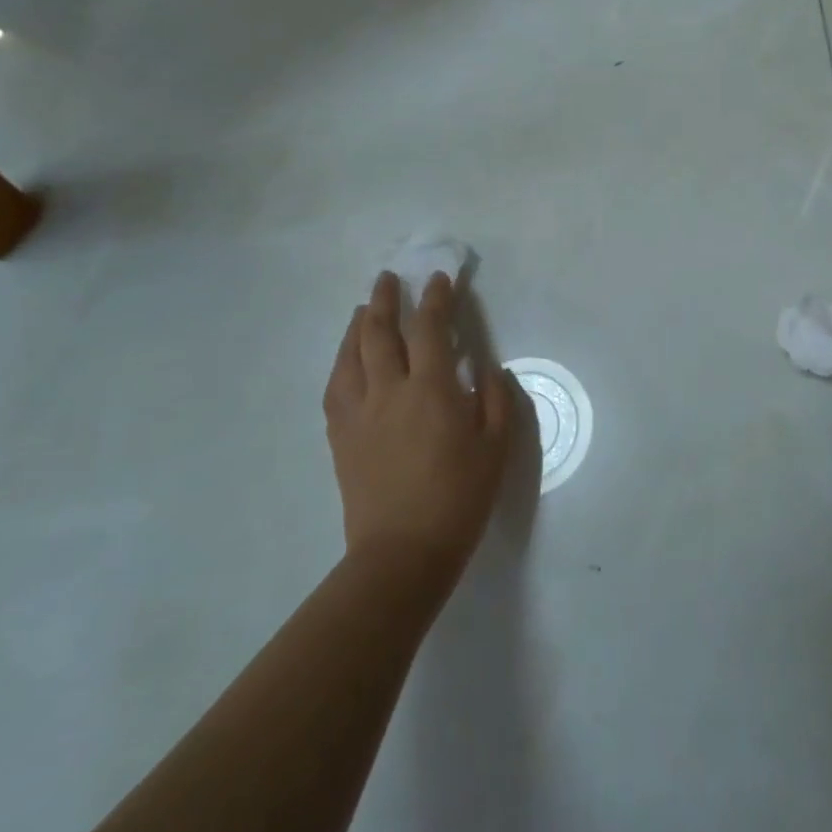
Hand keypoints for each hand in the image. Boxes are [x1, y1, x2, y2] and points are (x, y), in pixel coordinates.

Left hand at [324, 271, 512, 599]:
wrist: (402, 552)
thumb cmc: (459, 498)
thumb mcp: (496, 448)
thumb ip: (494, 400)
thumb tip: (486, 368)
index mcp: (430, 390)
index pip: (430, 328)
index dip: (435, 298)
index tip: (439, 279)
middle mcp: (388, 391)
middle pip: (379, 332)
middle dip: (384, 300)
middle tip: (388, 279)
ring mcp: (358, 413)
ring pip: (351, 355)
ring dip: (358, 326)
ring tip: (363, 310)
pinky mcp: (341, 436)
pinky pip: (335, 387)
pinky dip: (342, 363)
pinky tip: (347, 360)